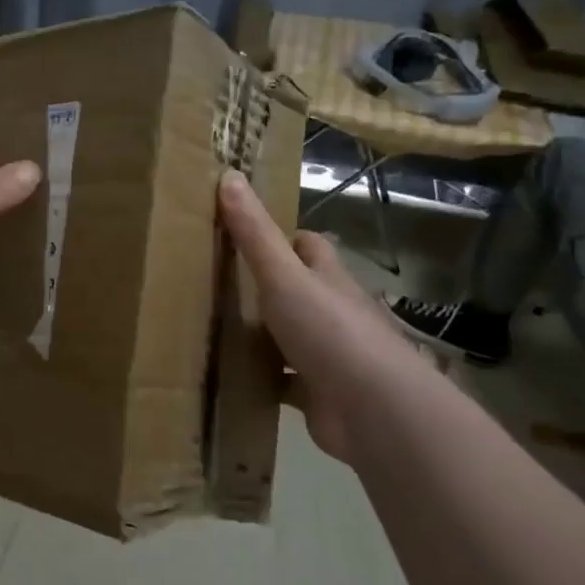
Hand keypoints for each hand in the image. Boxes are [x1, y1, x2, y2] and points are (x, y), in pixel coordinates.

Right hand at [217, 170, 430, 460]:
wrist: (373, 409)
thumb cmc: (330, 331)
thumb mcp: (283, 275)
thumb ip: (254, 233)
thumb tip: (229, 174)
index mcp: (328, 278)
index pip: (309, 246)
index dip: (283, 238)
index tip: (244, 236)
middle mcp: (332, 312)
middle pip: (298, 290)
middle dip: (264, 287)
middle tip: (215, 283)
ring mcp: (328, 354)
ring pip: (289, 336)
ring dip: (261, 335)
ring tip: (211, 328)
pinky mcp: (318, 393)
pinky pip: (283, 380)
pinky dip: (261, 378)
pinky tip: (230, 377)